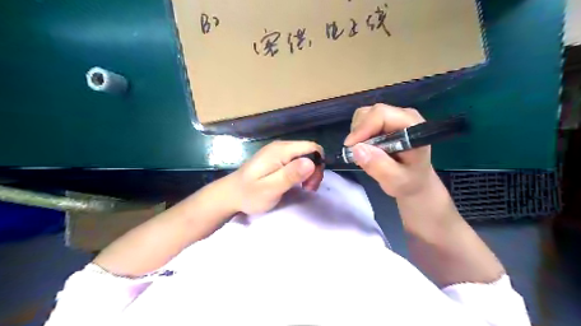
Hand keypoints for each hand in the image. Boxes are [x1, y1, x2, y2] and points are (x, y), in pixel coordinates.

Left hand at [229, 139, 323, 213]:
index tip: (311, 183)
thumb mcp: (270, 188)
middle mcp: (281, 146)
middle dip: (314, 170)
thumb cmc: (249, 194)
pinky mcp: (276, 158)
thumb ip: (290, 175)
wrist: (230, 194)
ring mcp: (278, 151)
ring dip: (308, 172)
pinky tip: (295, 183)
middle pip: (309, 151)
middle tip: (307, 189)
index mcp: (280, 150)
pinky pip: (296, 161)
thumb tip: (312, 162)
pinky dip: (301, 172)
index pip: (312, 147)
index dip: (318, 164)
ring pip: (304, 157)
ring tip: (302, 188)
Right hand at [345, 103, 435, 197]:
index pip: (382, 114)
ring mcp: (393, 116)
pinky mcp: (384, 121)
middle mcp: (403, 115)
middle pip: (371, 112)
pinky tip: (365, 148)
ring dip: (357, 133)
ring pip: (365, 114)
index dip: (363, 128)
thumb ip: (379, 166)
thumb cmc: (409, 182)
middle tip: (354, 153)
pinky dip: (358, 134)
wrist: (415, 181)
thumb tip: (356, 149)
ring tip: (362, 152)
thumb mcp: (395, 180)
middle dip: (358, 131)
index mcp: (412, 126)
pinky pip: (363, 120)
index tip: (351, 147)